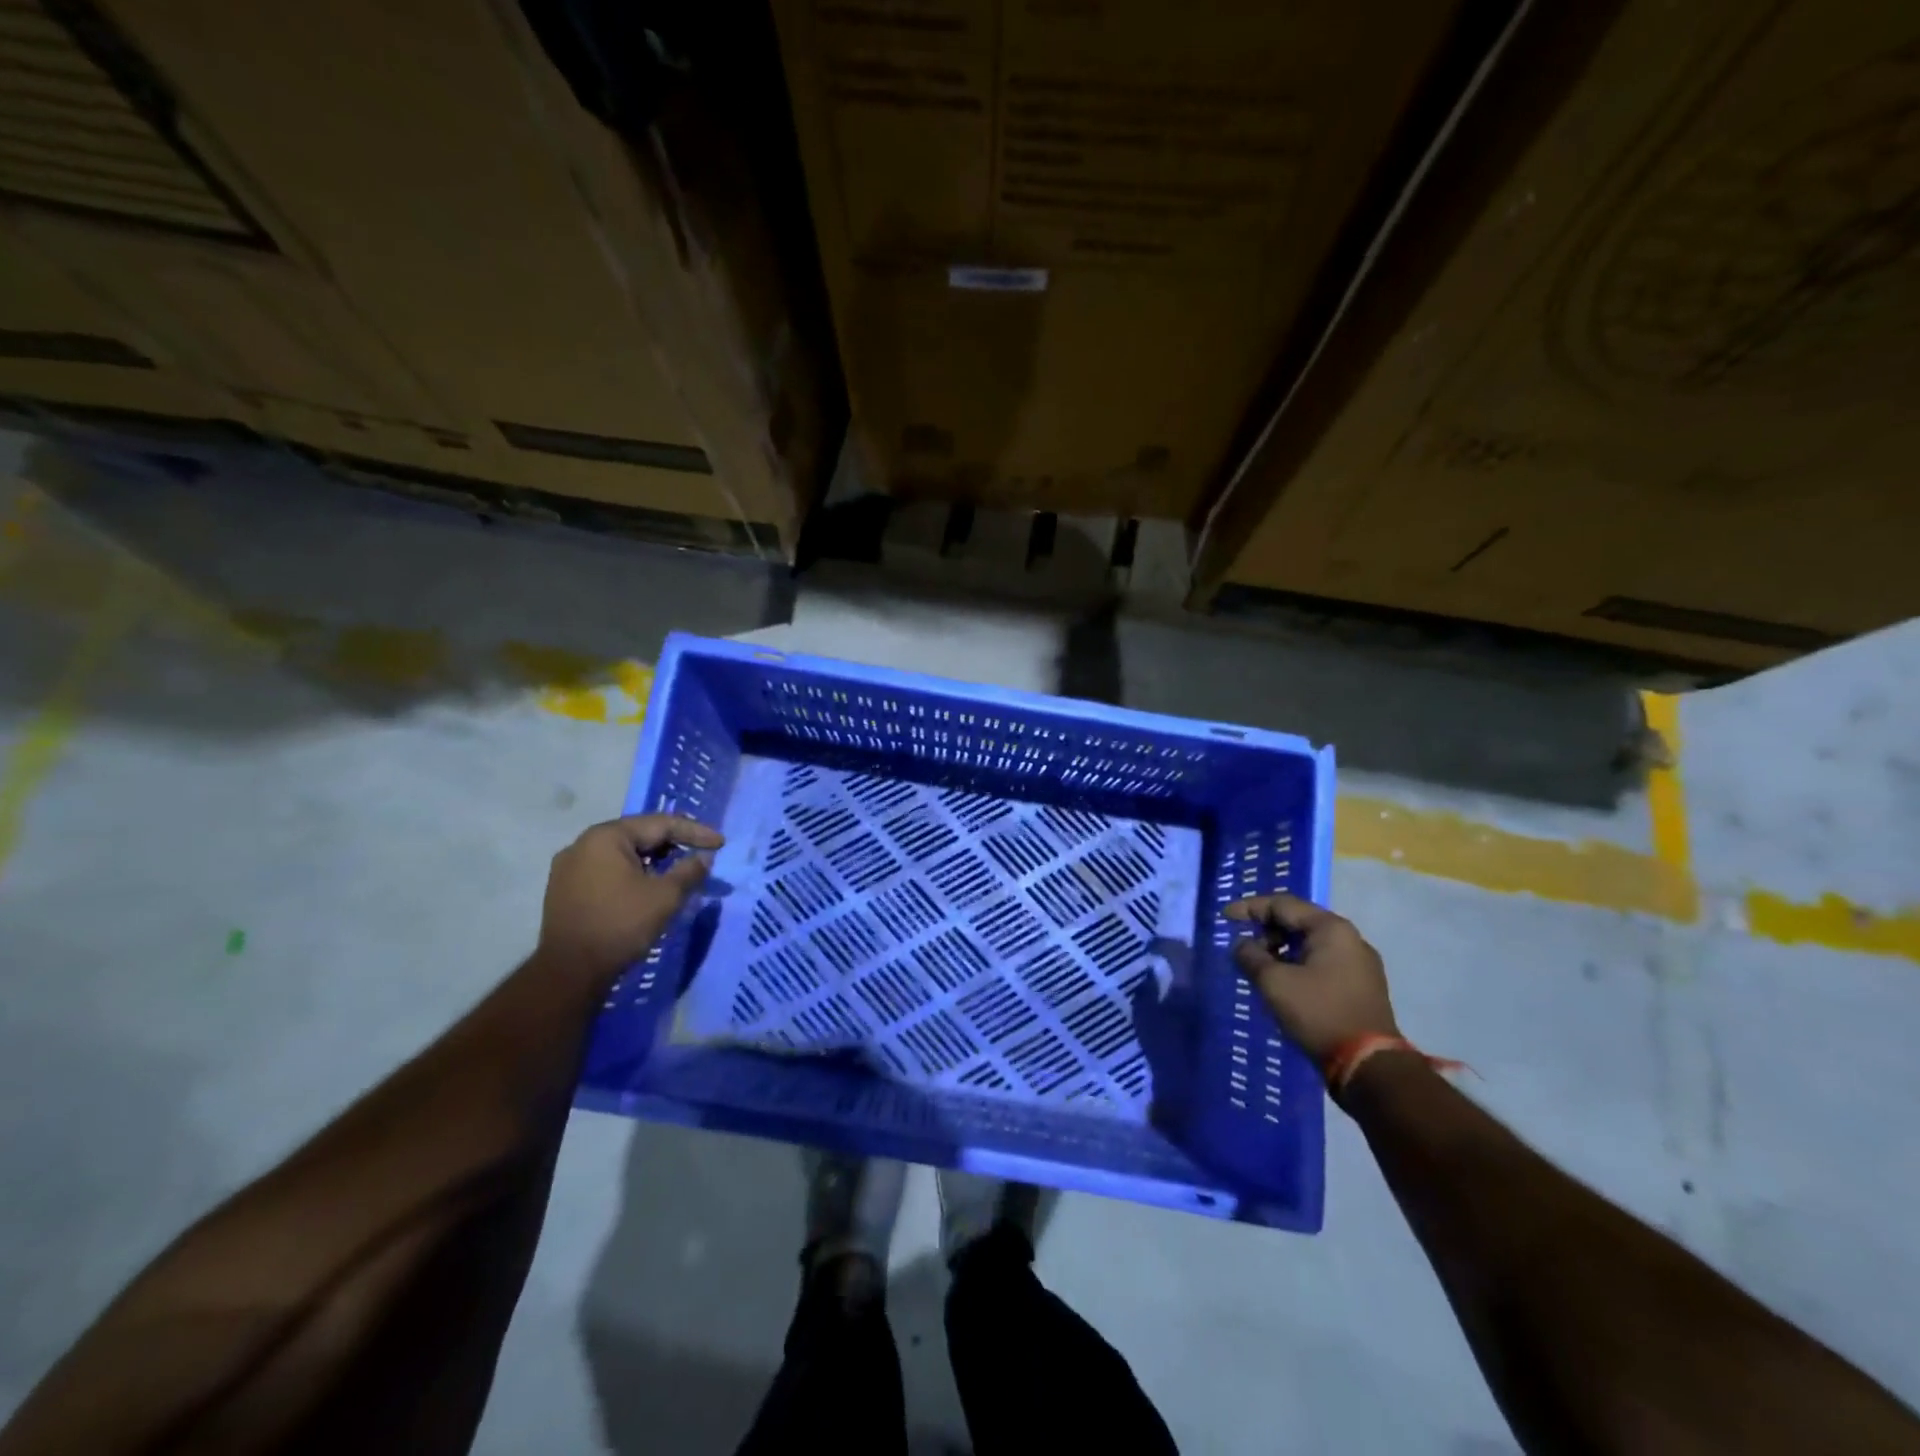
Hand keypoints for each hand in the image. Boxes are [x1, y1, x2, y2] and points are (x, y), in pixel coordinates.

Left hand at [539, 814, 722, 984]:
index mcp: (607, 836)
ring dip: (653, 860)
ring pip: (623, 854)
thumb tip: (704, 858)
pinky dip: (632, 873)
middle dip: (673, 844)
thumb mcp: (666, 896)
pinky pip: (607, 870)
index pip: (660, 824)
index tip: (720, 843)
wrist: (569, 972)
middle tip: (701, 854)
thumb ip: (689, 871)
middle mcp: (583, 843)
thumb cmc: (621, 925)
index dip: (695, 832)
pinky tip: (648, 887)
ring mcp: (569, 867)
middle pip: (639, 835)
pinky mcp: (564, 889)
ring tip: (678, 871)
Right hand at [1225, 892, 1397, 1065]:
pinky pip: (1323, 962)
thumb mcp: (1274, 982)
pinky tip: (1283, 981)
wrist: (1369, 1065)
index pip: (1282, 904)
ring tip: (1260, 967)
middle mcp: (1350, 938)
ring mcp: (1360, 963)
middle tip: (1243, 946)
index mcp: (1331, 928)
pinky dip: (1298, 964)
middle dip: (1266, 930)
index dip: (1249, 908)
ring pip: (1311, 943)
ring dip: (1281, 949)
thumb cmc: (1318, 1013)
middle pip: (1299, 921)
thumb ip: (1251, 956)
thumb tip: (1242, 946)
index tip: (1225, 917)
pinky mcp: (1361, 986)